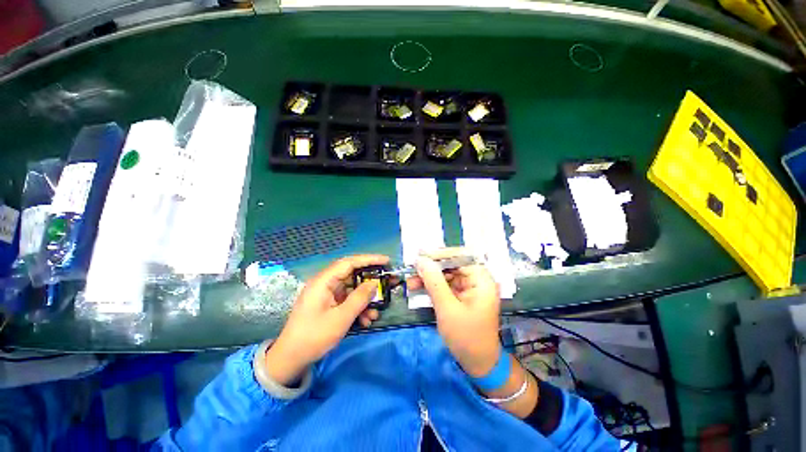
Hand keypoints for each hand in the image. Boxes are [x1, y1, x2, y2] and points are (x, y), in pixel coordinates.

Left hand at [265, 254, 388, 384]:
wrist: (291, 359)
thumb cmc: (314, 337)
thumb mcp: (341, 318)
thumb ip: (360, 298)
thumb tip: (375, 283)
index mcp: (324, 281)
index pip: (349, 263)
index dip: (369, 259)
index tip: (386, 261)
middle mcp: (325, 283)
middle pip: (352, 274)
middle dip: (370, 280)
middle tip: (387, 281)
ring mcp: (326, 294)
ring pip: (351, 289)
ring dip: (365, 299)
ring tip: (375, 313)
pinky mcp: (328, 303)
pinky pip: (347, 300)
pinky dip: (357, 307)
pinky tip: (365, 320)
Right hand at [408, 248, 501, 377]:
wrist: (478, 364)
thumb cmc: (466, 337)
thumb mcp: (447, 308)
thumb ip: (434, 282)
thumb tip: (421, 260)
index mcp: (481, 279)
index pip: (461, 257)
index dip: (440, 254)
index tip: (420, 256)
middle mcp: (477, 279)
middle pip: (452, 264)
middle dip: (431, 267)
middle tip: (412, 269)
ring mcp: (469, 287)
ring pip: (446, 274)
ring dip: (428, 277)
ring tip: (410, 281)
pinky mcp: (461, 295)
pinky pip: (444, 284)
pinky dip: (431, 286)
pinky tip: (417, 287)